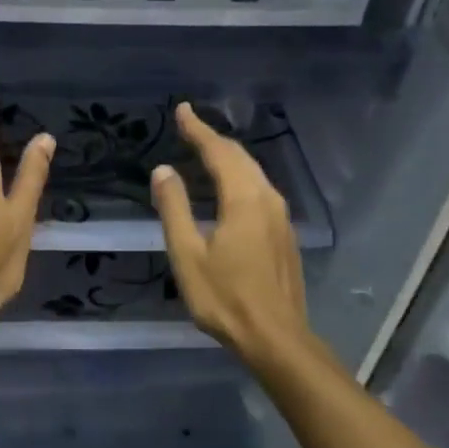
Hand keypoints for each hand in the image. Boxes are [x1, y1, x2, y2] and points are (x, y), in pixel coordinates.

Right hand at [151, 102, 308, 362]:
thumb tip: (163, 170)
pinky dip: (240, 177)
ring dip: (229, 158)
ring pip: (254, 173)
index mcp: (243, 199)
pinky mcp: (285, 234)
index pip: (219, 152)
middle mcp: (268, 199)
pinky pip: (261, 190)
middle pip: (241, 158)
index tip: (182, 110)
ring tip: (206, 150)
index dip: (198, 129)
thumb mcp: (187, 254)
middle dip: (214, 139)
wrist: (275, 337)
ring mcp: (281, 217)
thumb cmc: (224, 297)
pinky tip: (229, 188)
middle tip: (190, 126)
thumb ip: (174, 208)